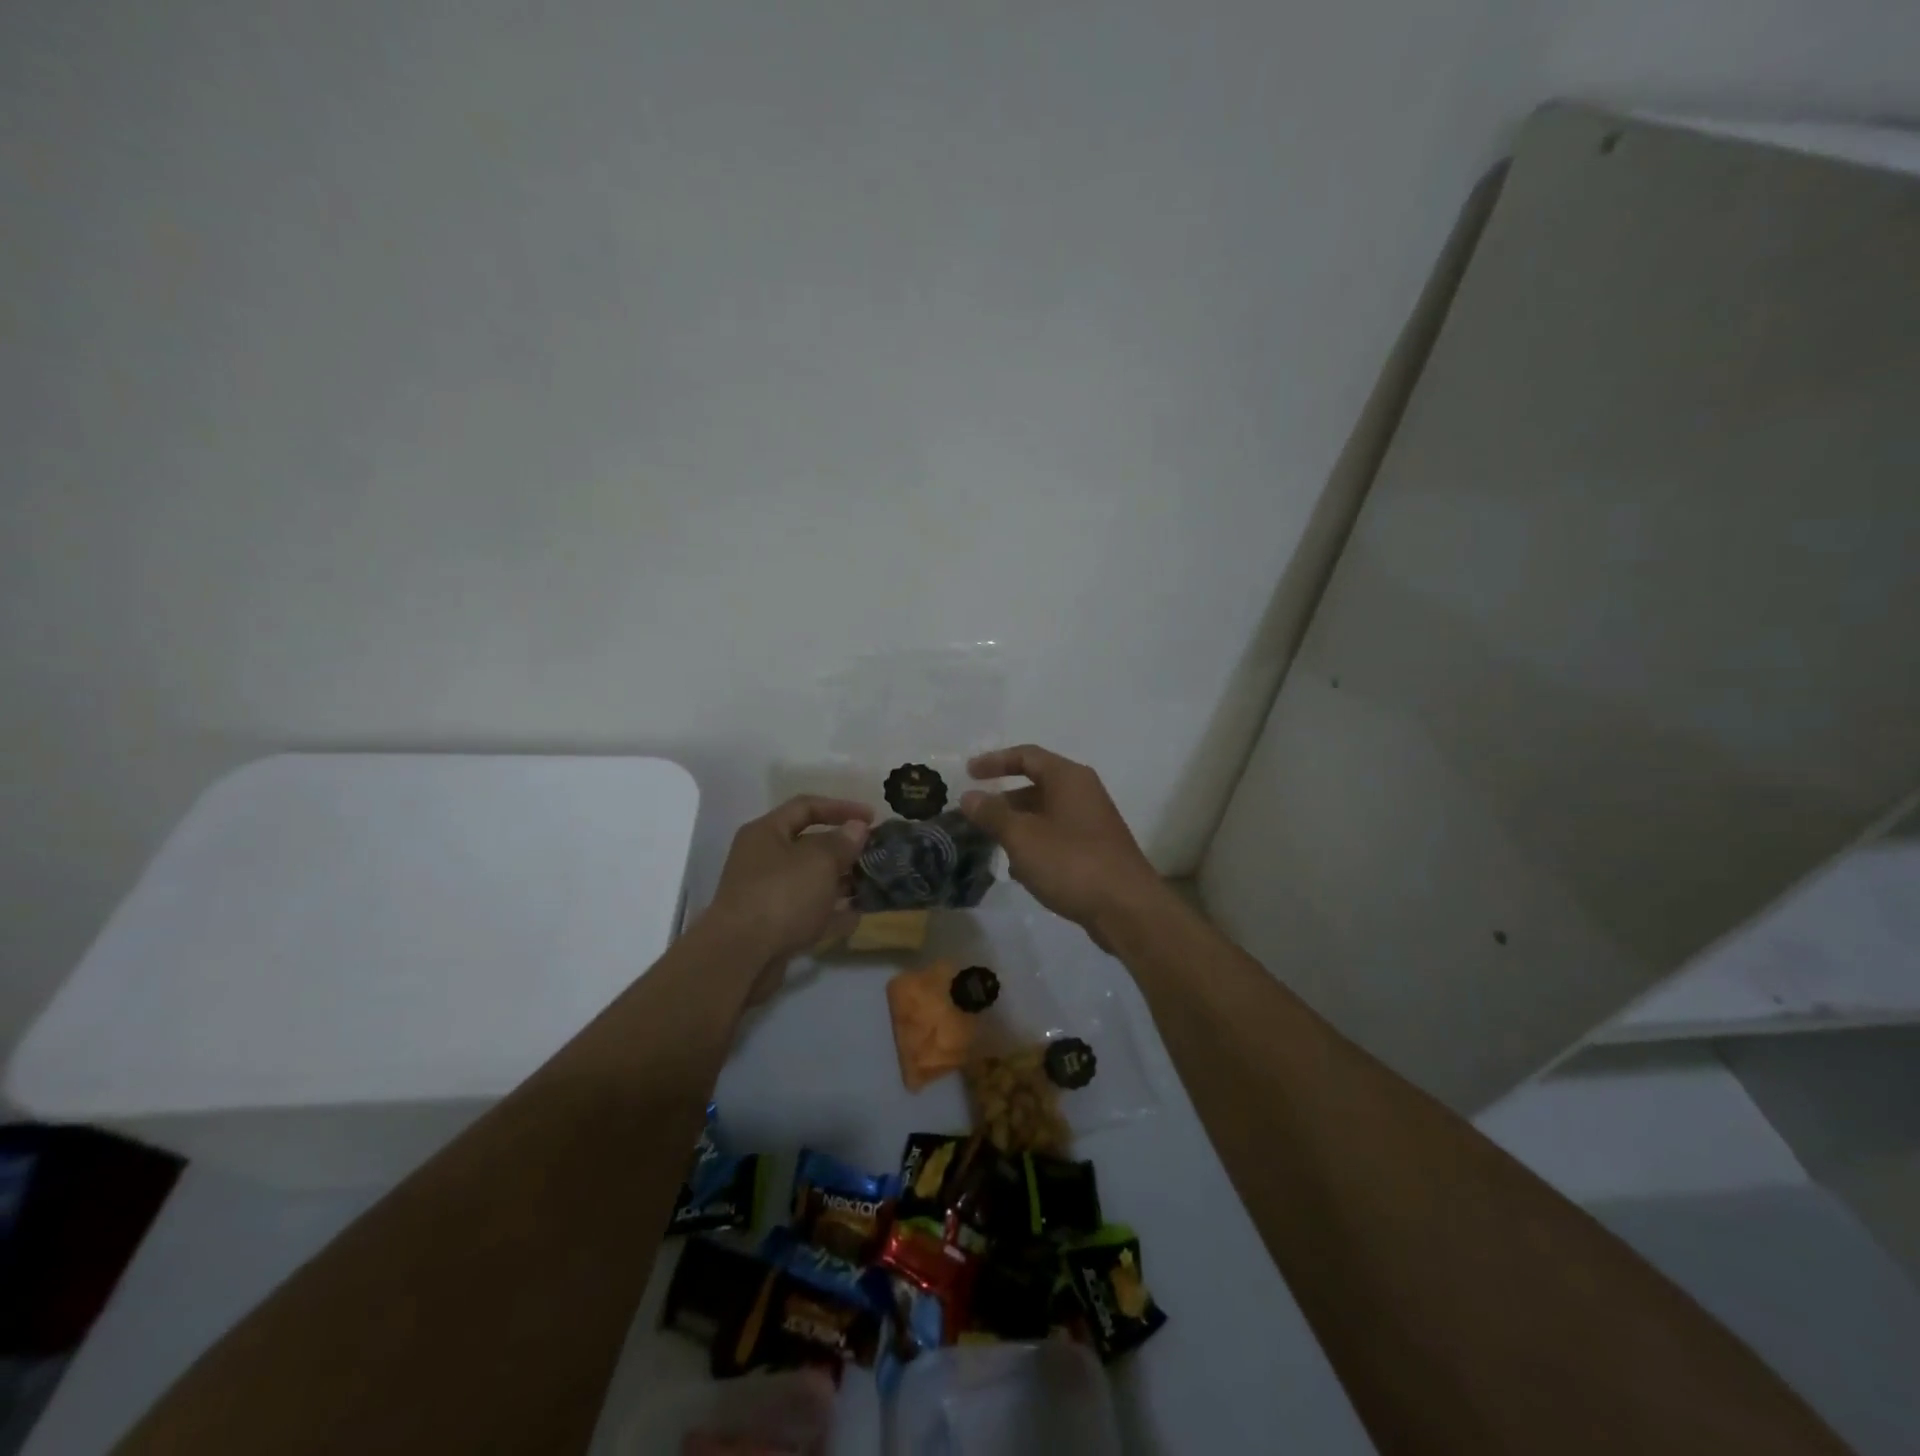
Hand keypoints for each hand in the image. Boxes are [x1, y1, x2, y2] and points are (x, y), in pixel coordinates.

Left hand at [706, 796, 873, 995]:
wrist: (741, 956)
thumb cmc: (781, 895)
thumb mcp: (819, 861)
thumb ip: (842, 842)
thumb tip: (856, 828)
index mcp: (766, 832)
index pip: (806, 806)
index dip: (841, 807)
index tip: (872, 817)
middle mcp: (763, 859)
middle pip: (808, 845)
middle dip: (843, 848)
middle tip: (875, 853)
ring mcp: (767, 894)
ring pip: (810, 881)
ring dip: (841, 882)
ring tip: (872, 884)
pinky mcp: (773, 927)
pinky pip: (809, 912)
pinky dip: (831, 913)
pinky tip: (858, 916)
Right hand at [959, 745, 1162, 940]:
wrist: (1127, 909)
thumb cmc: (1072, 862)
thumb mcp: (1022, 836)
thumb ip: (992, 814)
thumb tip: (969, 796)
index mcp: (1069, 778)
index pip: (1027, 755)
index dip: (995, 761)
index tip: (968, 774)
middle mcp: (1083, 793)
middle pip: (1036, 785)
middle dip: (1004, 800)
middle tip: (975, 816)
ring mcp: (1092, 823)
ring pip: (1045, 815)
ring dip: (1017, 826)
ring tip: (992, 845)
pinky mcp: (1095, 851)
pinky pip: (1057, 838)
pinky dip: (1035, 846)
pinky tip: (1020, 871)